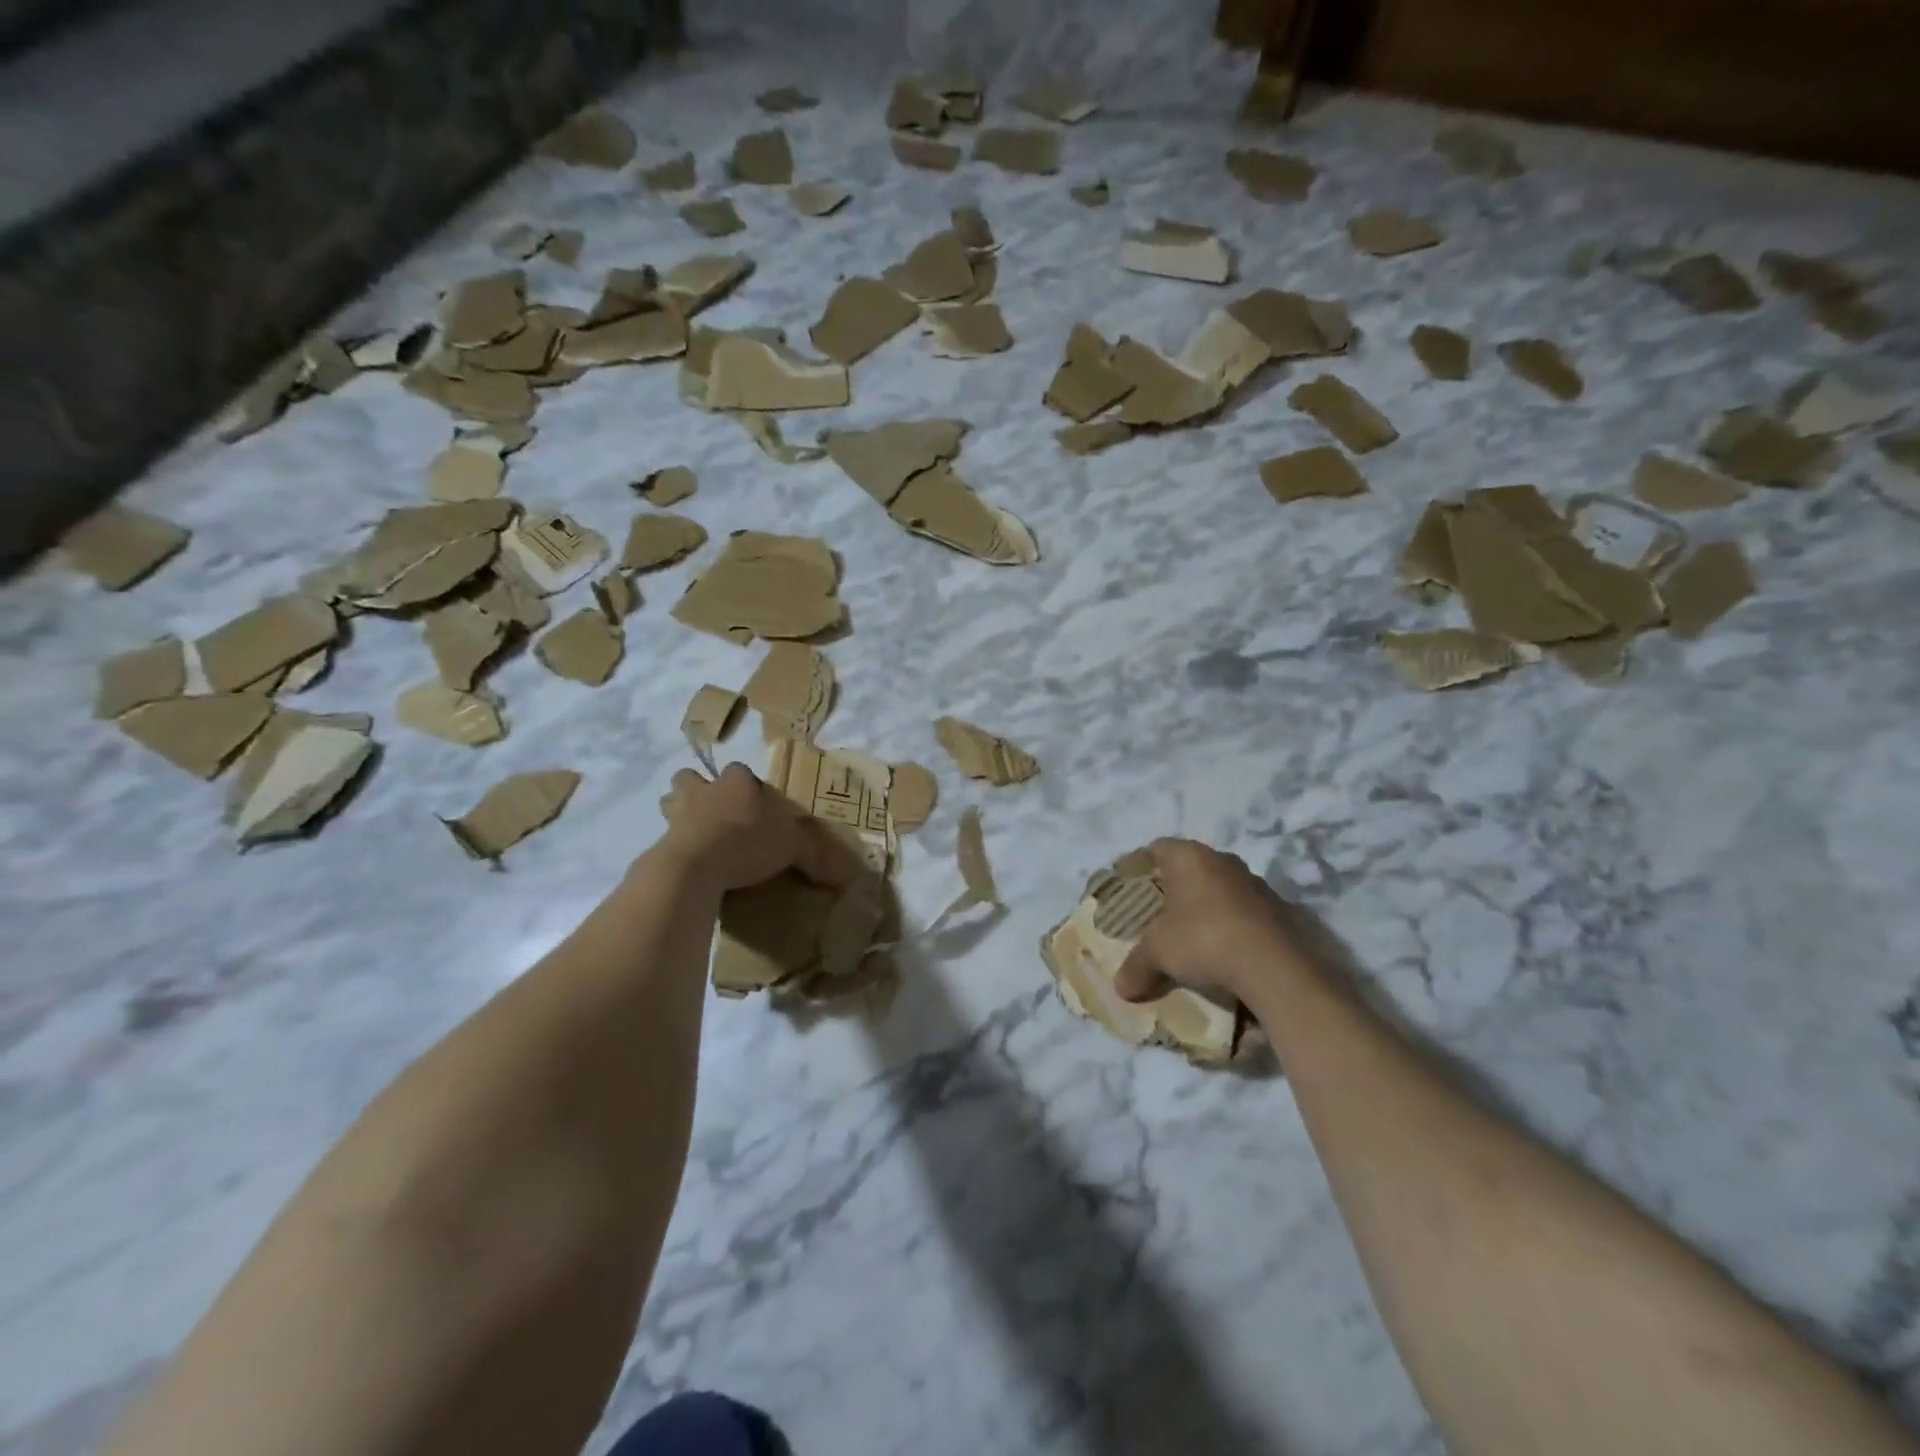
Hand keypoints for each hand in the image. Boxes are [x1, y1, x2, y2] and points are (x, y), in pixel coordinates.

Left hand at [658, 764, 858, 891]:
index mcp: (737, 781)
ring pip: (671, 802)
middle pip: (692, 779)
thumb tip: (845, 874)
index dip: (749, 788)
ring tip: (699, 836)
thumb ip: (815, 855)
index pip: (742, 773)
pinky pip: (668, 839)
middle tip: (717, 814)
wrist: (695, 867)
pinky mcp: (661, 842)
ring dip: (681, 814)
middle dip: (699, 791)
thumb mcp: (794, 847)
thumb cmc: (748, 841)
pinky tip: (691, 865)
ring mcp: (677, 814)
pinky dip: (677, 848)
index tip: (758, 808)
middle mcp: (704, 790)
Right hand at [1114, 838, 1316, 1004]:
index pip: (1158, 848)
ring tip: (1194, 935)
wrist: (1274, 967)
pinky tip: (1226, 951)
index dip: (1143, 865)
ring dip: (1208, 906)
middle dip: (1176, 888)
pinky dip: (1234, 925)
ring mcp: (1255, 883)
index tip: (1133, 886)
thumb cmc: (1203, 939)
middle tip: (1160, 913)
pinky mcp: (1280, 909)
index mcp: (1189, 857)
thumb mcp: (1158, 953)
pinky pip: (1246, 911)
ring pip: (1222, 888)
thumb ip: (1137, 965)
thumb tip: (1121, 987)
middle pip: (1192, 867)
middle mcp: (1223, 860)